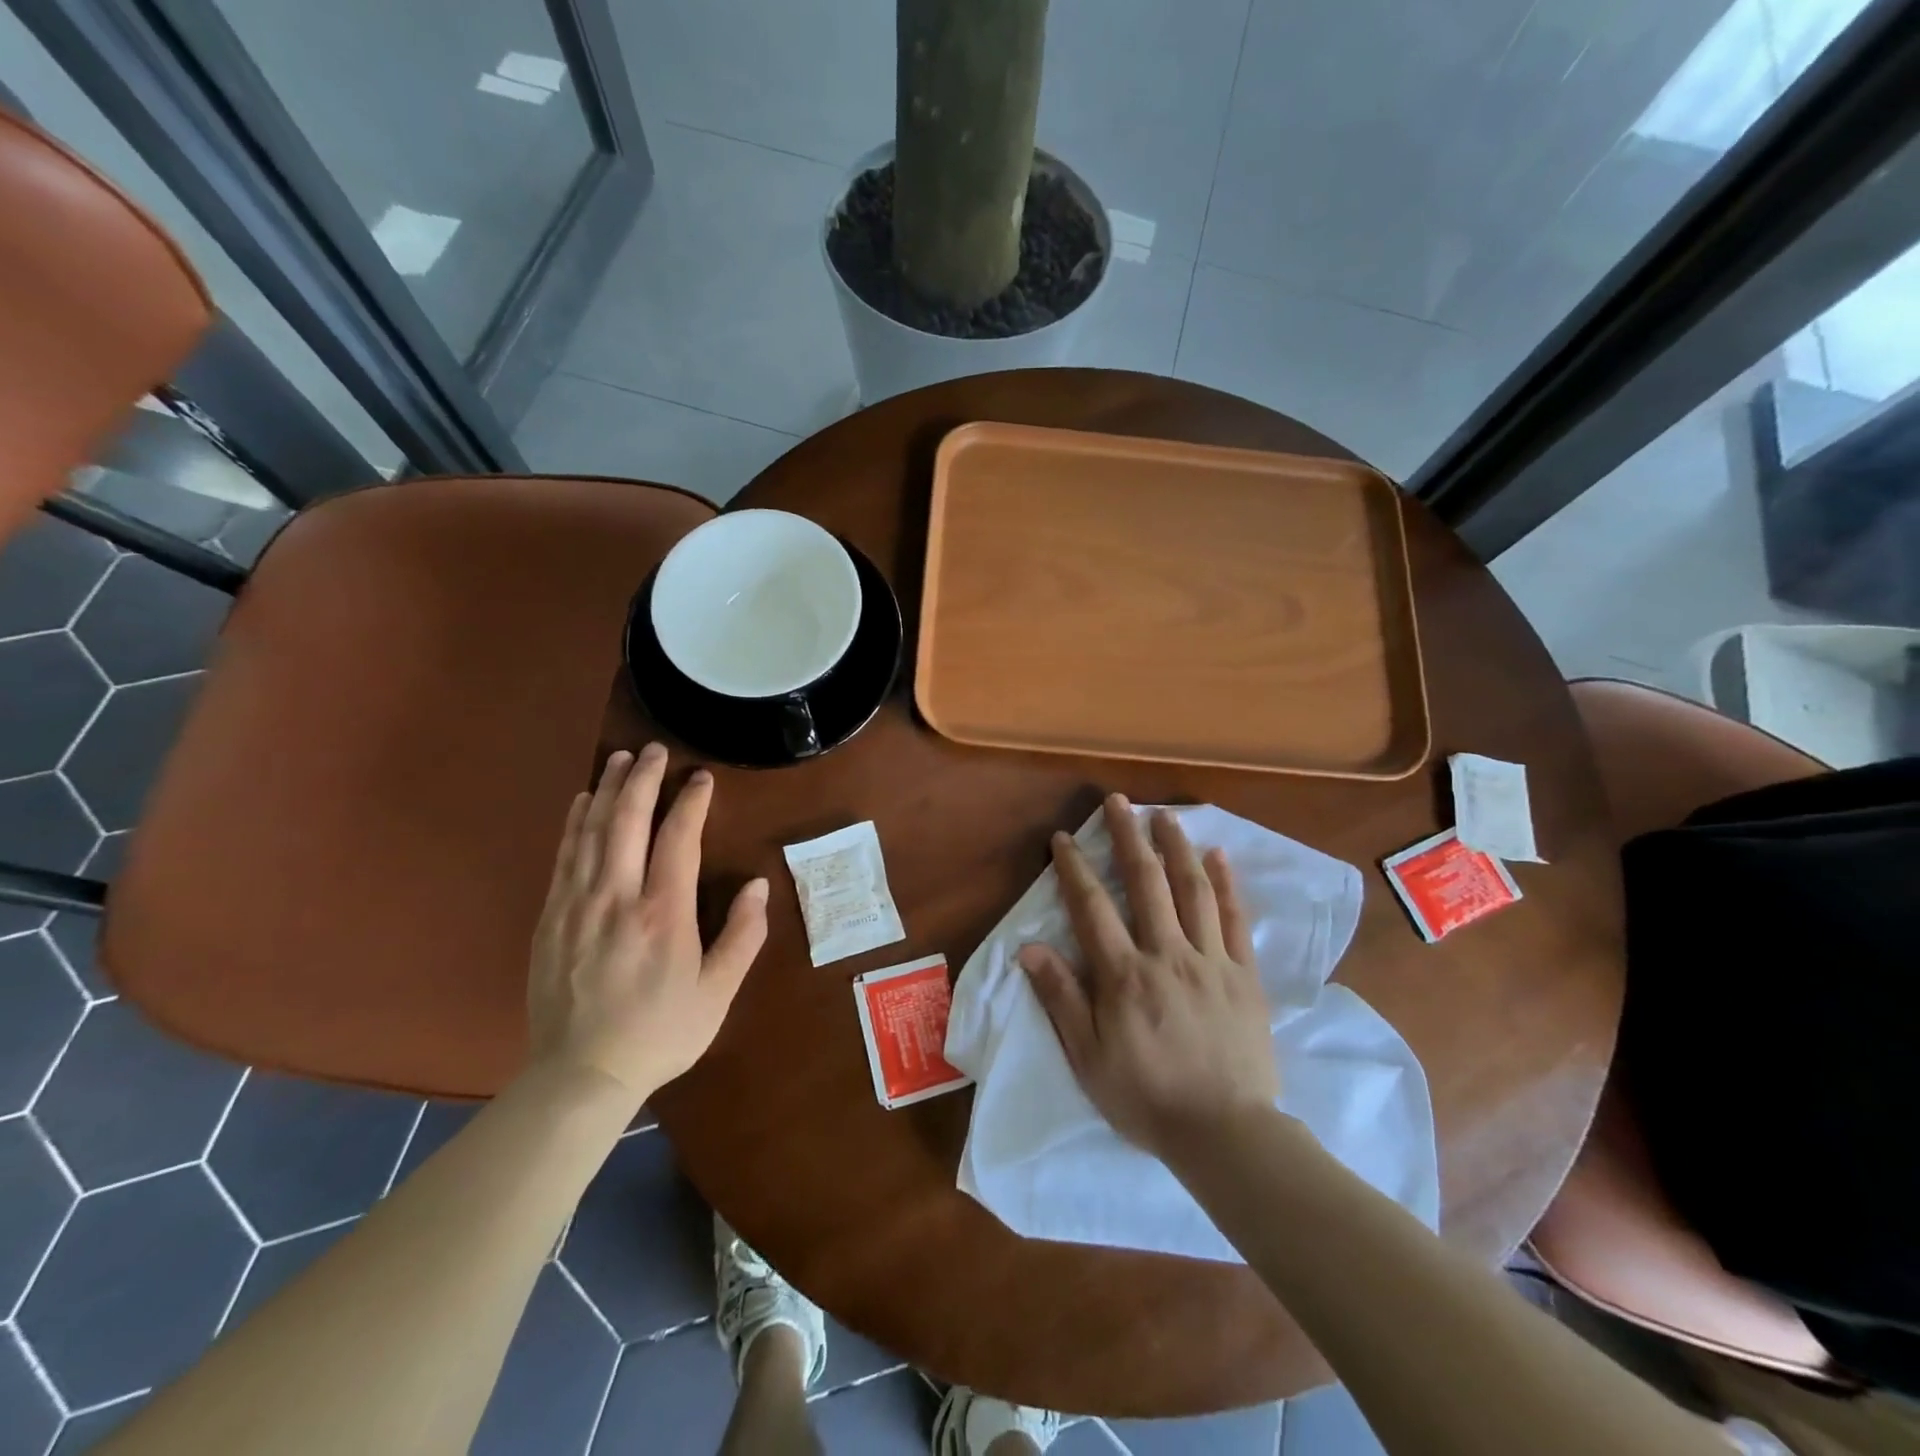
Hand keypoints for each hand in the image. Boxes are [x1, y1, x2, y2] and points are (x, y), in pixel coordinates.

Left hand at [528, 744, 768, 1101]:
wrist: (580, 1075)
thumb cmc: (660, 1033)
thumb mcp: (717, 993)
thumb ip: (742, 936)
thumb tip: (758, 886)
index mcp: (663, 914)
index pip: (678, 838)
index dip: (691, 801)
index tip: (701, 778)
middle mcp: (617, 898)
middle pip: (627, 821)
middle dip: (643, 779)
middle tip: (655, 749)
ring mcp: (577, 905)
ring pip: (591, 831)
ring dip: (607, 790)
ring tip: (620, 759)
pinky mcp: (551, 918)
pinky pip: (564, 857)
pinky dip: (575, 823)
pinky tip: (583, 802)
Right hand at [1020, 794, 1279, 1160]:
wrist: (1226, 1134)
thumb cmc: (1147, 1098)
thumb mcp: (1088, 1058)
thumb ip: (1061, 998)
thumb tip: (1028, 948)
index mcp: (1124, 975)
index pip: (1092, 908)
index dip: (1074, 868)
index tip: (1064, 839)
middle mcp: (1166, 954)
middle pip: (1145, 883)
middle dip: (1127, 837)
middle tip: (1118, 801)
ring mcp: (1211, 961)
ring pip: (1193, 890)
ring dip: (1176, 847)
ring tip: (1165, 815)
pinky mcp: (1245, 975)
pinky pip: (1236, 920)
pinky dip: (1227, 884)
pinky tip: (1219, 856)